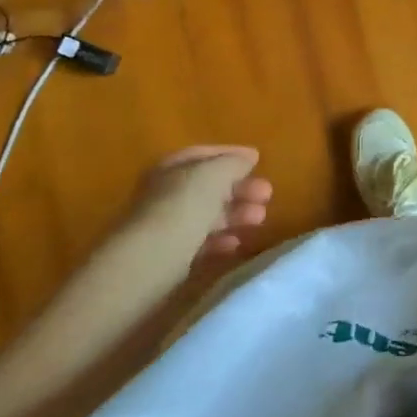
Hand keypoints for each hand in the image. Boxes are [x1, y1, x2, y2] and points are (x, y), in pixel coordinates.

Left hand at [116, 145, 273, 285]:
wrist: (148, 262)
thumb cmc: (183, 208)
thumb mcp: (214, 175)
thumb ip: (233, 163)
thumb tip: (247, 158)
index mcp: (171, 168)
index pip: (204, 154)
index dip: (232, 154)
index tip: (259, 160)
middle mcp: (165, 193)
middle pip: (208, 186)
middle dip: (240, 188)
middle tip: (267, 195)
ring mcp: (166, 225)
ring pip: (208, 214)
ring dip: (236, 214)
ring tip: (260, 220)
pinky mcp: (169, 255)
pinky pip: (201, 242)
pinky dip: (221, 240)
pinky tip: (236, 244)